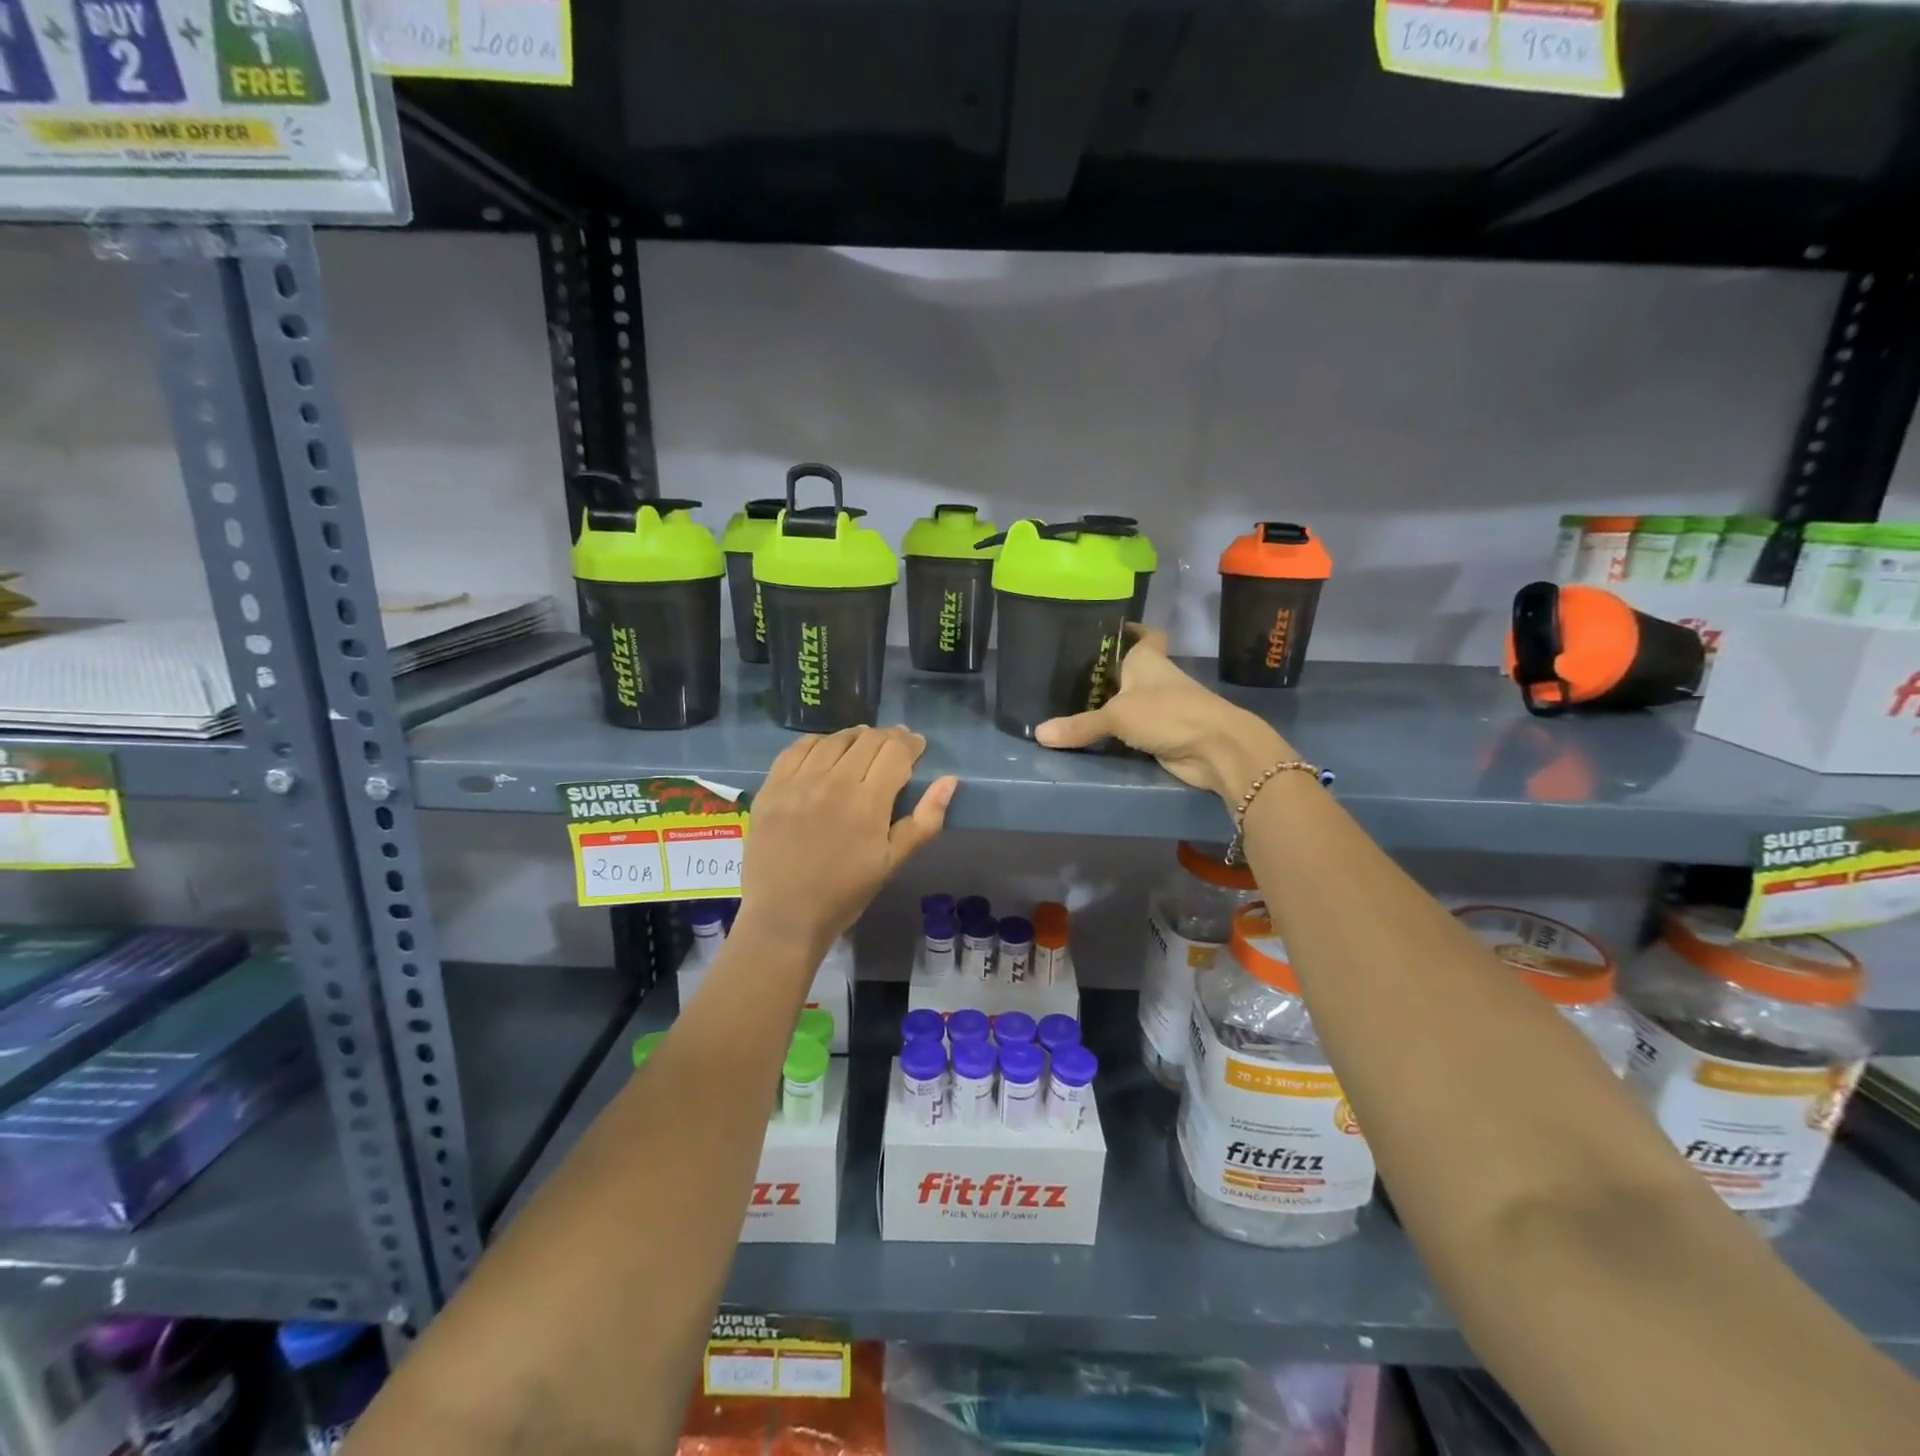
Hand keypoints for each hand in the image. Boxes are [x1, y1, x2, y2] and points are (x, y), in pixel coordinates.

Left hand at [741, 726, 957, 952]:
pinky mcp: (772, 787)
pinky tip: (826, 750)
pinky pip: (798, 748)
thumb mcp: (892, 862)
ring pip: (834, 740)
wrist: (784, 916)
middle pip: (867, 740)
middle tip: (894, 746)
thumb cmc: (845, 893)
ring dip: (855, 737)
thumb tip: (949, 781)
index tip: (917, 745)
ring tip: (863, 745)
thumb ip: (924, 820)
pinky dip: (819, 743)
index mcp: (867, 803)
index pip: (895, 752)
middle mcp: (833, 782)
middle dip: (888, 737)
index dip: (911, 743)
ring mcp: (798, 782)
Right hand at [1035, 629, 1293, 802]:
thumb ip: (1080, 725)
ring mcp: (1162, 707)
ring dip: (1111, 703)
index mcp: (1148, 659)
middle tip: (1070, 671)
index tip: (1107, 629)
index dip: (1129, 630)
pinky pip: (1132, 729)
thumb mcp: (1117, 716)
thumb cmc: (1168, 714)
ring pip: (1131, 700)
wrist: (1215, 749)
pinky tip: (1092, 733)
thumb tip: (1039, 734)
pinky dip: (1117, 731)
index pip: (1143, 635)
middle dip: (1108, 671)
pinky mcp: (1162, 734)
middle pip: (1131, 669)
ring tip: (1072, 701)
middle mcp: (1155, 679)